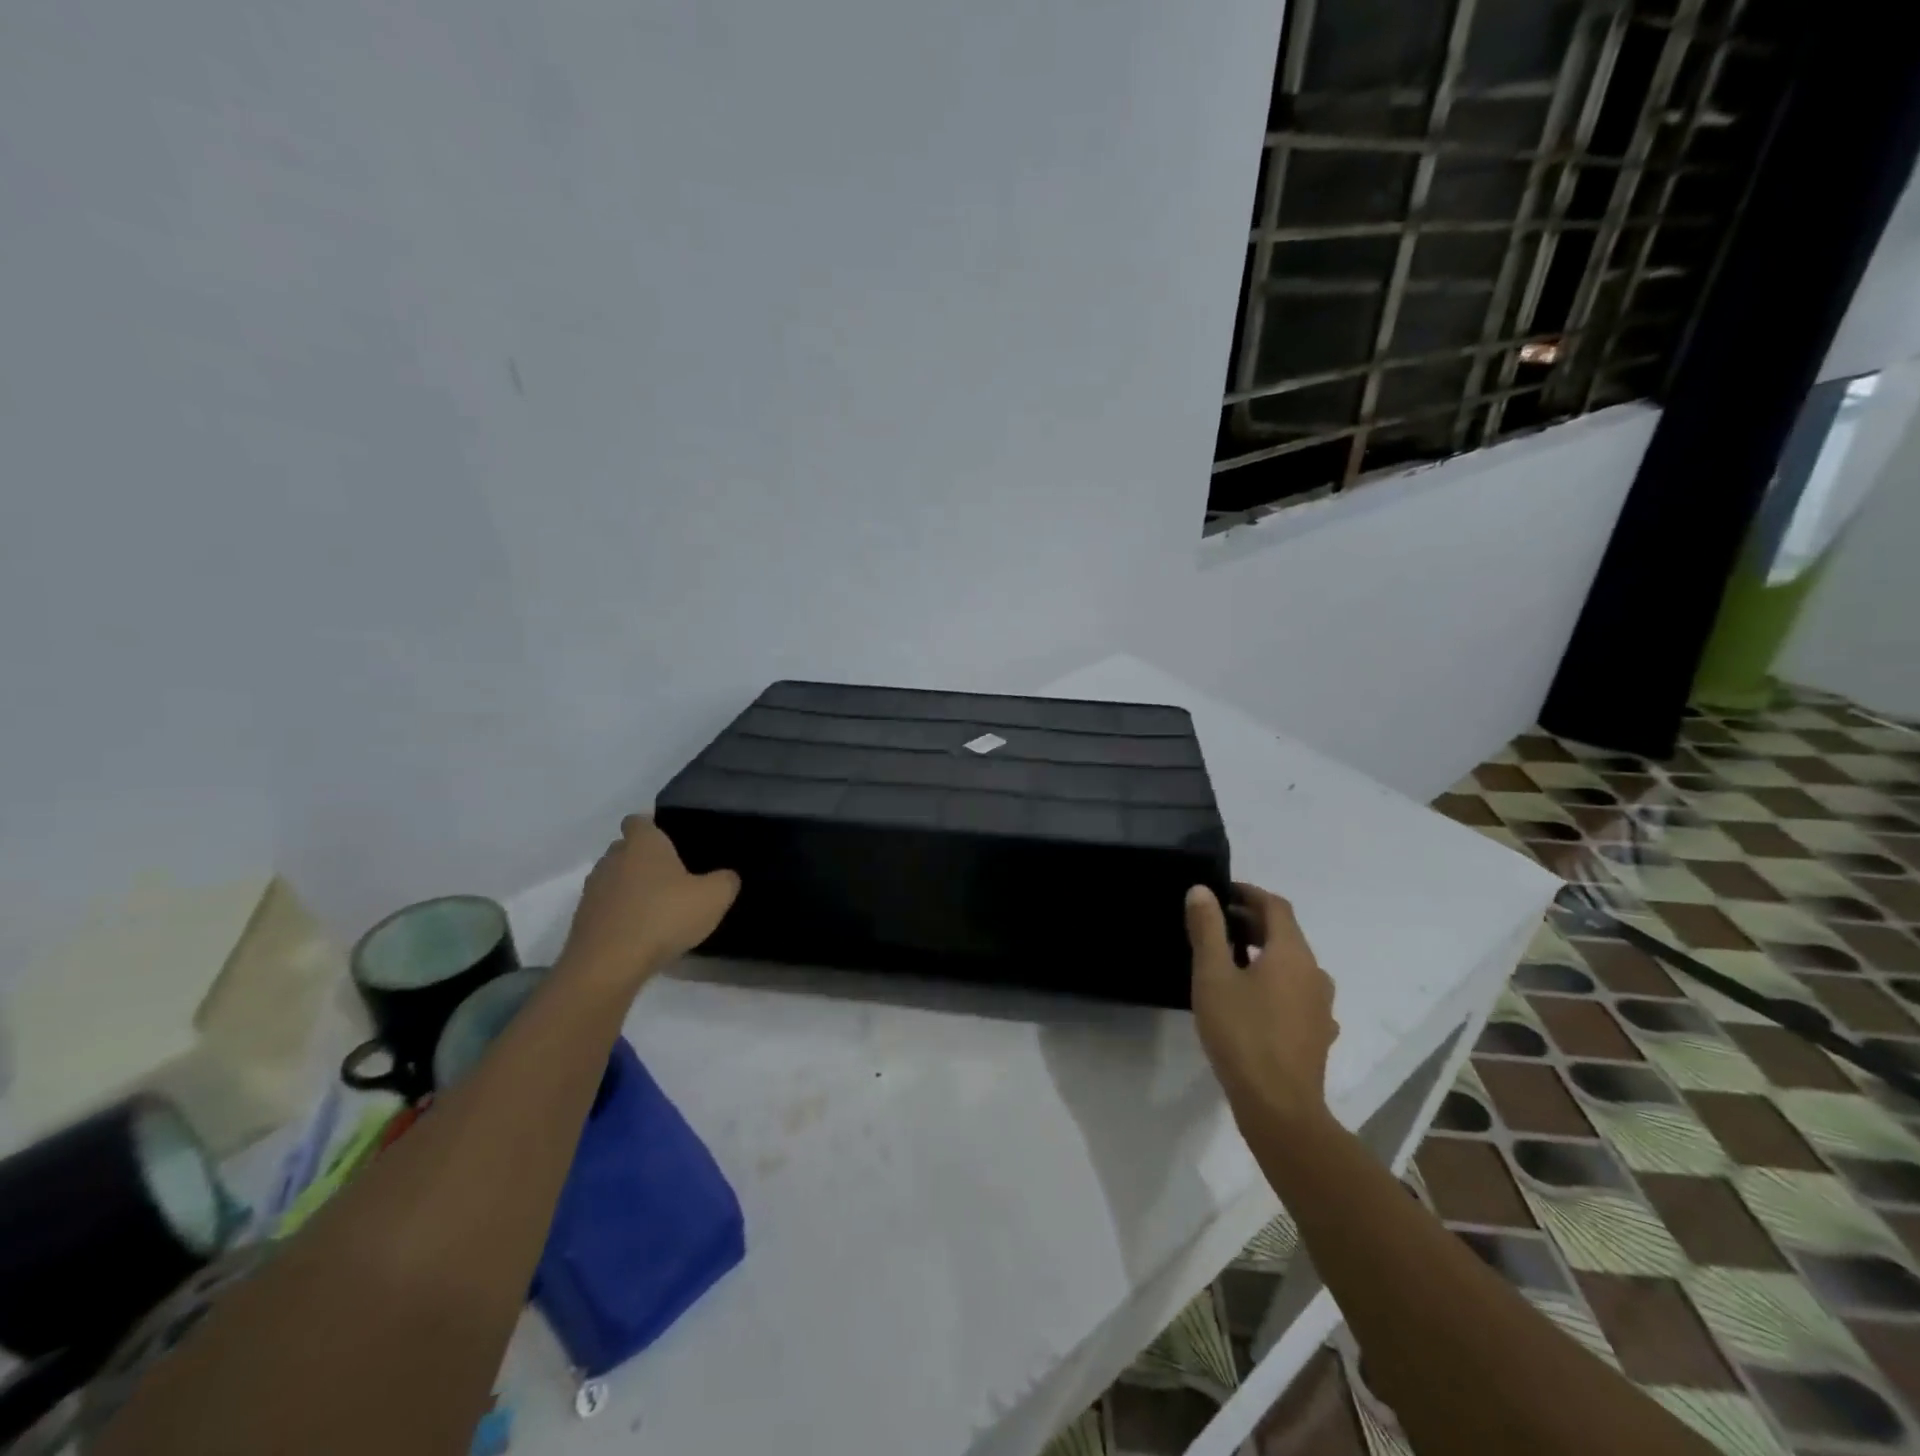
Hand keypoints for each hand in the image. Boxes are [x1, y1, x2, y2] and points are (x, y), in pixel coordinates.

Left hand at [560, 817, 740, 988]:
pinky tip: (641, 932)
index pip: (639, 820)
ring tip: (658, 907)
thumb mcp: (714, 897)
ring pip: (615, 878)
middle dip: (644, 859)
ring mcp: (593, 890)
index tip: (673, 841)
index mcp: (643, 843)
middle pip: (626, 849)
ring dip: (631, 888)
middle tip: (673, 876)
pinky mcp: (583, 920)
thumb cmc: (664, 917)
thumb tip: (726, 876)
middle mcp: (612, 858)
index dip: (654, 827)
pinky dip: (621, 914)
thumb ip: (726, 880)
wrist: (608, 965)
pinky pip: (607, 907)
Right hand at [1187, 883, 1337, 1128]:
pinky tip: (1252, 1000)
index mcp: (1292, 953)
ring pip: (1292, 964)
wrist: (1279, 1108)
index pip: (1275, 906)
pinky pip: (1296, 992)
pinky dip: (1274, 982)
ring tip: (1229, 960)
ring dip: (1263, 952)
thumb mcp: (1213, 976)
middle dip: (1252, 922)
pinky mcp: (1317, 1033)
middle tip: (1216, 924)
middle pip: (1286, 934)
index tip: (1220, 892)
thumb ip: (1207, 930)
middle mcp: (1314, 973)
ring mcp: (1320, 1006)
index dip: (1248, 893)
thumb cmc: (1242, 1033)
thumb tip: (1202, 891)